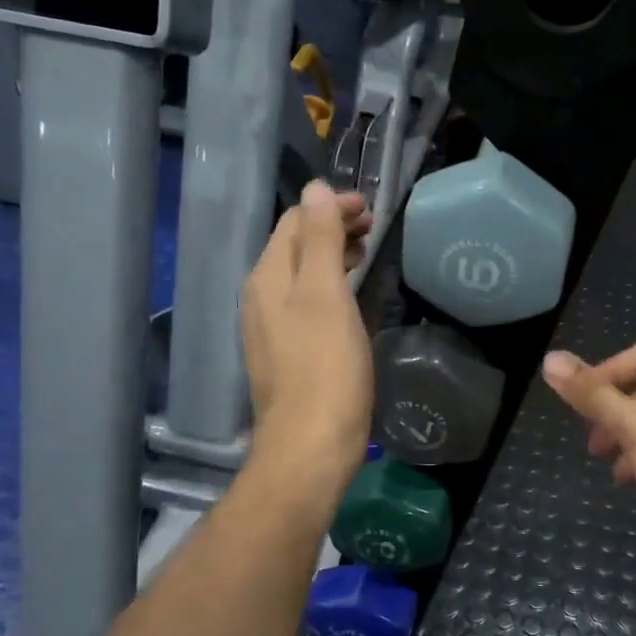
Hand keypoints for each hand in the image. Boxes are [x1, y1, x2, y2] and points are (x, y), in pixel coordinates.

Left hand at [241, 182, 373, 486]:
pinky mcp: (286, 355)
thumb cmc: (325, 368)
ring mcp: (271, 329)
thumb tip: (315, 189)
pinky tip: (350, 299)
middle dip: (332, 229)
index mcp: (268, 277)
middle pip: (296, 247)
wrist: (310, 446)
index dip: (331, 207)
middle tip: (374, 228)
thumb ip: (320, 241)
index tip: (371, 209)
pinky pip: (306, 304)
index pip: (296, 221)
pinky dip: (330, 288)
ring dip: (332, 257)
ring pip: (301, 276)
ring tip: (366, 254)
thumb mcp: (326, 296)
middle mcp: (261, 297)